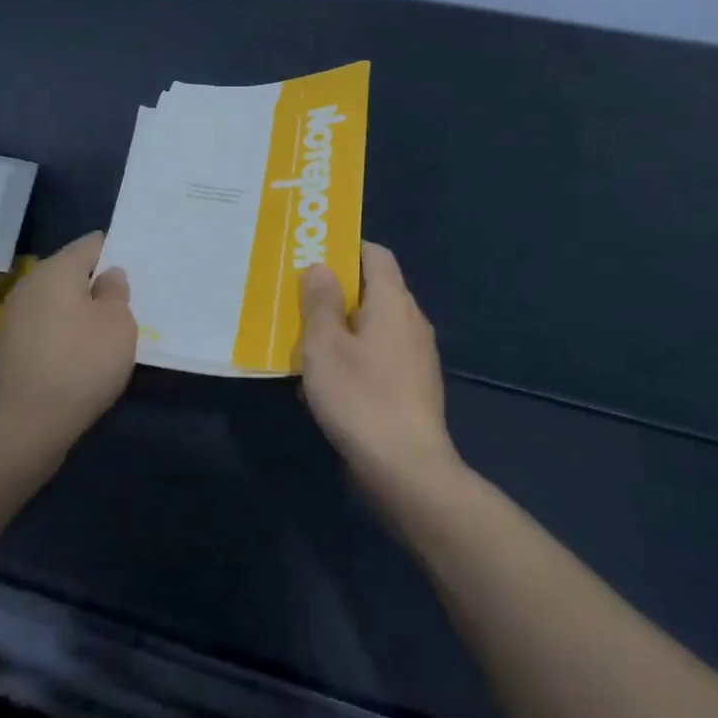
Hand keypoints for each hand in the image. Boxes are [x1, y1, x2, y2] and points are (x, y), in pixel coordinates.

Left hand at [0, 233, 136, 459]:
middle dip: (98, 284)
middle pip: (72, 272)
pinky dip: (65, 334)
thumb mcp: (118, 325)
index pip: (92, 244)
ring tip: (109, 332)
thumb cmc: (80, 365)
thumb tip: (107, 277)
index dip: (117, 252)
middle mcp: (30, 285)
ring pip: (58, 301)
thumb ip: (116, 292)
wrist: (22, 428)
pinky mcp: (10, 348)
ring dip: (82, 312)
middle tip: (129, 303)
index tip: (138, 271)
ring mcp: (15, 317)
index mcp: (56, 270)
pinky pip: (46, 327)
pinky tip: (82, 357)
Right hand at [300, 243, 460, 492]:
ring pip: (375, 325)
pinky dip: (356, 356)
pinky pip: (381, 356)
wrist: (407, 469)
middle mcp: (411, 321)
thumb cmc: (360, 397)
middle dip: (338, 291)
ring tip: (307, 341)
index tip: (314, 255)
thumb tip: (322, 267)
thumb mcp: (325, 345)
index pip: (376, 254)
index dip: (346, 247)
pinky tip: (330, 382)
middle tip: (300, 299)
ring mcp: (417, 356)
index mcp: (393, 301)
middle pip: (375, 289)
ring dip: (344, 328)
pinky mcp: (415, 386)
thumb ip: (320, 301)